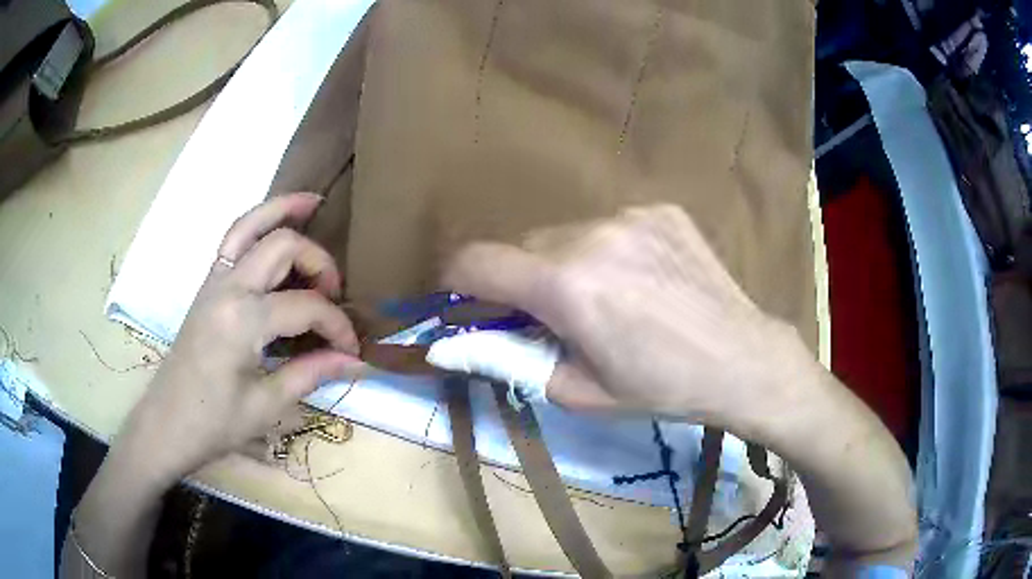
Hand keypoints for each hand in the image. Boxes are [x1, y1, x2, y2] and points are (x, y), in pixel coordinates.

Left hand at [119, 192, 360, 482]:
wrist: (167, 423)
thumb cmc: (214, 423)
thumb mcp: (266, 406)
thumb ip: (311, 373)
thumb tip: (354, 359)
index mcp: (242, 320)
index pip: (306, 306)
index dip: (337, 325)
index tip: (351, 349)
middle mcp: (228, 287)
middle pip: (282, 246)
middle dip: (318, 262)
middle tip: (334, 294)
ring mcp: (213, 281)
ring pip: (250, 225)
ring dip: (282, 211)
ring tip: (313, 203)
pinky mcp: (207, 285)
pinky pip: (233, 239)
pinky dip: (257, 223)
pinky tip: (275, 226)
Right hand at [443, 205, 813, 430]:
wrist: (742, 358)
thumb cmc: (661, 387)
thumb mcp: (579, 390)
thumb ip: (516, 359)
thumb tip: (470, 342)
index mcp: (566, 286)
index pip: (478, 261)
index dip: (457, 279)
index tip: (461, 296)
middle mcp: (591, 235)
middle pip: (526, 245)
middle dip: (524, 279)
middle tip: (555, 314)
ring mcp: (631, 216)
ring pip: (568, 234)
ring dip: (568, 263)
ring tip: (609, 297)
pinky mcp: (661, 210)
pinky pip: (612, 226)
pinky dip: (610, 251)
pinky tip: (645, 279)